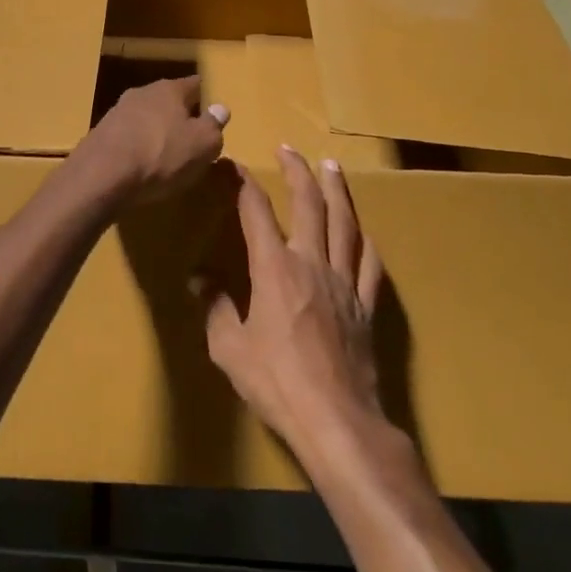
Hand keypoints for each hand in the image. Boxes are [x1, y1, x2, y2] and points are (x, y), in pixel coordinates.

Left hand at [76, 75, 228, 203]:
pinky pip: (127, 136)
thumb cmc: (161, 156)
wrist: (102, 174)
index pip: (194, 84)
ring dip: (155, 129)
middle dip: (178, 114)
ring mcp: (117, 112)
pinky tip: (140, 163)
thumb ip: (213, 126)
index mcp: (169, 90)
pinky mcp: (100, 134)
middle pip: (167, 99)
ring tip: (165, 151)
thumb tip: (220, 108)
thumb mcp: (202, 145)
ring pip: (145, 116)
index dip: (204, 95)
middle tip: (190, 133)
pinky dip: (136, 145)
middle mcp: (141, 93)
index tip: (211, 106)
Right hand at [200, 147, 387, 456]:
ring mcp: (344, 284)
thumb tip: (201, 280)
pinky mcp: (366, 307)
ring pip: (345, 225)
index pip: (256, 212)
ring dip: (338, 192)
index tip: (231, 166)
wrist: (338, 422)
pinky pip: (369, 265)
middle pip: (309, 205)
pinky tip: (363, 233)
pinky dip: (364, 242)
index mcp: (274, 269)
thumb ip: (216, 308)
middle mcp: (311, 263)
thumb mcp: (229, 348)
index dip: (242, 184)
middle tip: (290, 149)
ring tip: (333, 167)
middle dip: (298, 172)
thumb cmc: (276, 383)